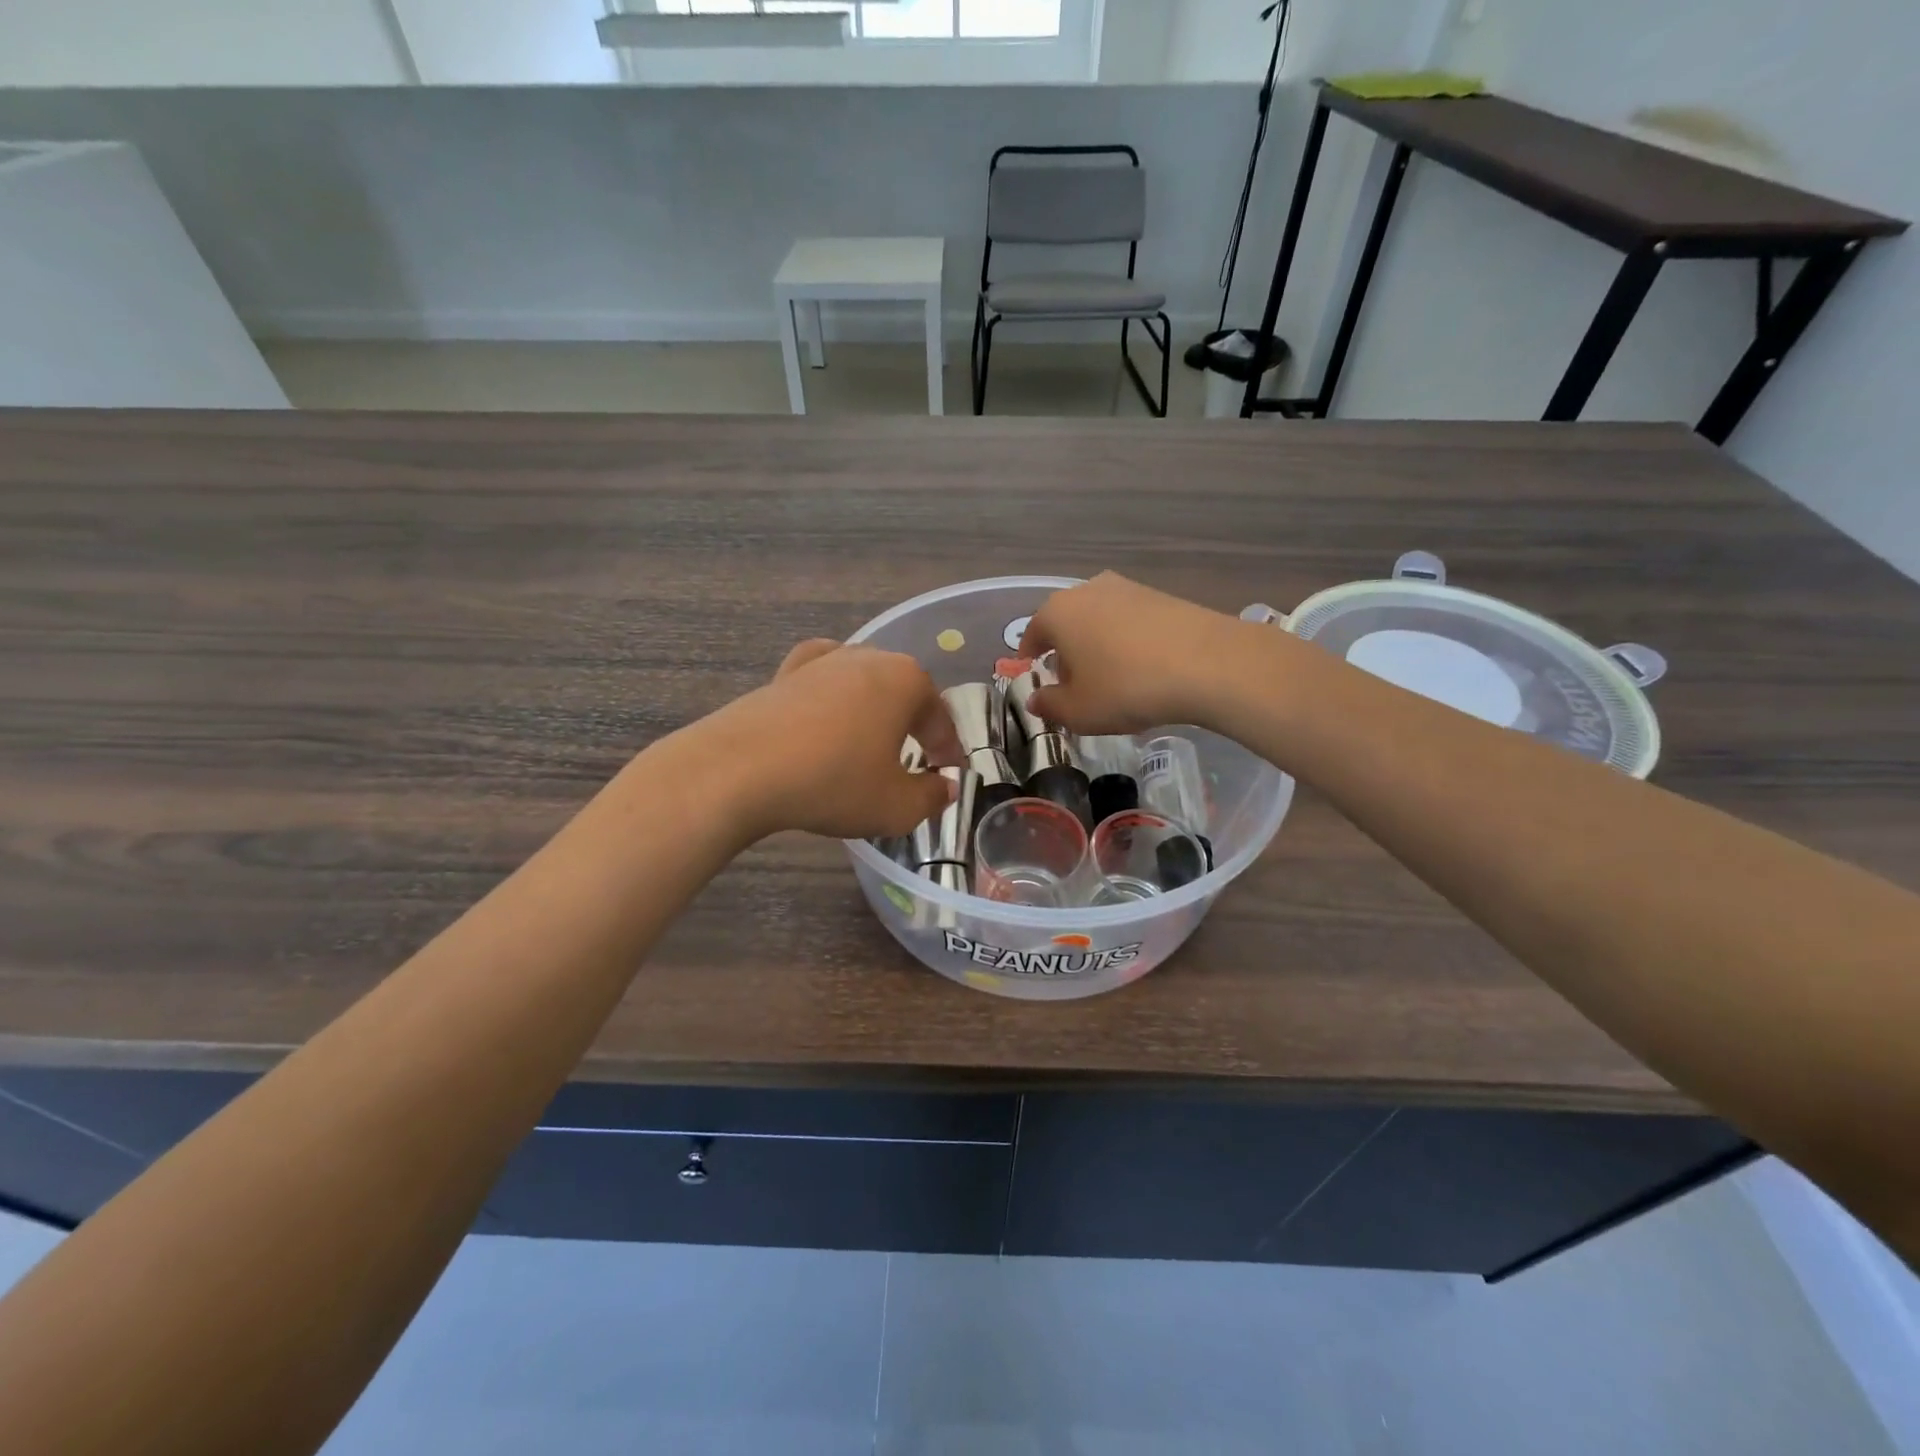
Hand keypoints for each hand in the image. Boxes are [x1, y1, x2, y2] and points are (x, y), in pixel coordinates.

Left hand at [709, 640, 963, 841]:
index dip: (947, 750)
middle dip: (913, 726)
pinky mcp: (783, 673)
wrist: (739, 770)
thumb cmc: (833, 783)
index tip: (948, 774)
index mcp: (906, 680)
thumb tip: (944, 787)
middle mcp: (868, 658)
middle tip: (914, 762)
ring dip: (873, 713)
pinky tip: (826, 715)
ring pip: (863, 685)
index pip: (939, 718)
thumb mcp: (896, 806)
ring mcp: (822, 661)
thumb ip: (932, 796)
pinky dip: (831, 698)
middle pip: (904, 693)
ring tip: (869, 745)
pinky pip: (822, 682)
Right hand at [1017, 572, 1249, 734]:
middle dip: (1065, 652)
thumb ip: (1049, 705)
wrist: (1208, 664)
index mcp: (1057, 612)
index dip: (1030, 658)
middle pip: (1066, 623)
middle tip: (1073, 684)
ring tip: (1111, 678)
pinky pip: (1131, 622)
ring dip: (1098, 646)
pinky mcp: (1162, 596)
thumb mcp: (1078, 711)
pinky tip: (1142, 668)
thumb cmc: (1126, 687)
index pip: (1032, 634)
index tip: (1034, 675)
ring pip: (1099, 620)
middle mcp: (1088, 590)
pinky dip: (1127, 642)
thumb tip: (1036, 699)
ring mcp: (1128, 588)